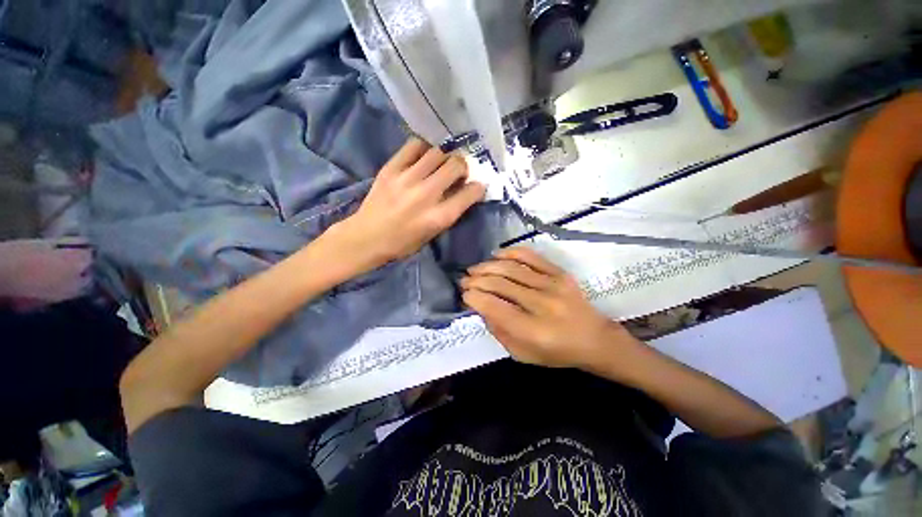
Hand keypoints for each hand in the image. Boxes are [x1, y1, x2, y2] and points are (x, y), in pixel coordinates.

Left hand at [332, 138, 485, 270]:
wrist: (366, 238)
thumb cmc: (403, 243)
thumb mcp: (432, 234)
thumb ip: (449, 213)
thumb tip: (462, 191)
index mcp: (439, 217)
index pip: (470, 193)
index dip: (478, 188)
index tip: (476, 187)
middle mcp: (427, 194)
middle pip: (456, 165)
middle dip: (463, 167)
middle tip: (458, 172)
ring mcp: (407, 179)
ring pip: (438, 152)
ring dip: (445, 157)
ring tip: (440, 164)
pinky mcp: (391, 169)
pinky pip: (414, 146)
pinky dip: (423, 148)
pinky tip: (423, 157)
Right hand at [461, 247, 636, 368]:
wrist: (595, 339)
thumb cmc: (557, 352)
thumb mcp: (522, 354)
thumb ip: (499, 331)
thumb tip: (481, 307)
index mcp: (533, 330)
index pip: (494, 307)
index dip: (474, 298)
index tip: (464, 295)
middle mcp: (542, 304)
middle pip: (500, 285)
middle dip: (476, 281)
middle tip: (464, 280)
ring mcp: (553, 285)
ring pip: (511, 269)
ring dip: (487, 266)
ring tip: (474, 269)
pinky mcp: (560, 273)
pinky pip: (530, 257)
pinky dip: (510, 253)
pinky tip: (496, 255)